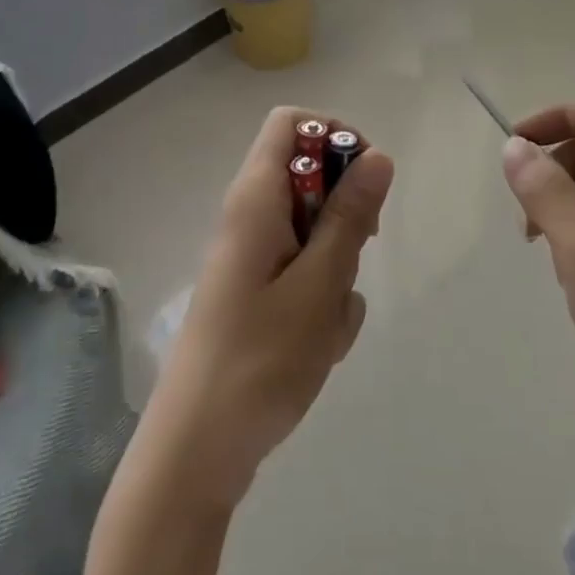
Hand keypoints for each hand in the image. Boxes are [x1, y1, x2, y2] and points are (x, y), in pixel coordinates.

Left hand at [141, 107, 393, 509]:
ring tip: (328, 321)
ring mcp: (252, 257)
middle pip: (310, 178)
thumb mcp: (320, 284)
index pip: (292, 122)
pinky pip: (304, 274)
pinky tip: (317, 346)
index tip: (365, 182)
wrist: (197, 452)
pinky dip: (321, 301)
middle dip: (344, 216)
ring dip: (337, 269)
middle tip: (352, 259)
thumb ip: (349, 216)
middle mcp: (249, 216)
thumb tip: (377, 155)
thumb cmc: (260, 360)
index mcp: (255, 198)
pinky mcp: (257, 294)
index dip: (334, 135)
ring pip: (315, 233)